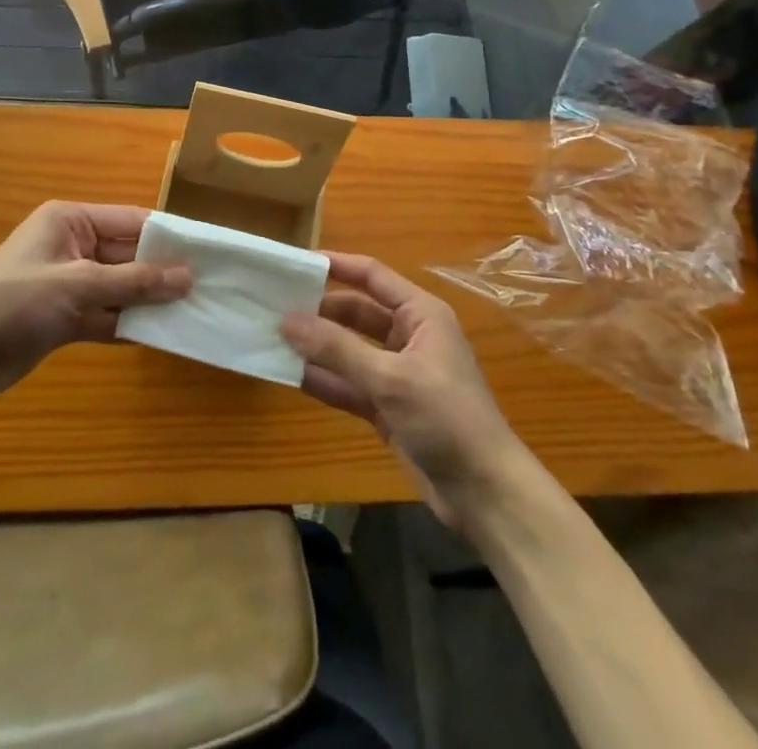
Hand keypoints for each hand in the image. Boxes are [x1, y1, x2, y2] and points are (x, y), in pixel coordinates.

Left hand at [0, 201, 189, 396]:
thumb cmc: (13, 301)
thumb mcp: (77, 285)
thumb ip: (133, 282)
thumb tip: (187, 276)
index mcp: (71, 221)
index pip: (131, 221)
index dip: (168, 236)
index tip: (207, 251)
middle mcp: (73, 246)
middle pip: (128, 255)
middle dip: (162, 272)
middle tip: (208, 286)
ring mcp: (69, 283)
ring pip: (120, 288)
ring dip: (149, 301)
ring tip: (195, 311)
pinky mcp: (65, 317)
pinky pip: (107, 315)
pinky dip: (130, 324)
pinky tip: (163, 335)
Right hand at [282, 254, 532, 527]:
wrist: (486, 494)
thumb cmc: (446, 418)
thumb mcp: (390, 379)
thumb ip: (337, 349)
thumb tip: (287, 319)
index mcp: (420, 314)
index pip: (372, 276)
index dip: (335, 265)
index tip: (295, 263)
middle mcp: (408, 336)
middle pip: (355, 312)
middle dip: (318, 310)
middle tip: (273, 306)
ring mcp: (396, 373)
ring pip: (348, 350)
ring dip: (316, 346)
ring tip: (272, 337)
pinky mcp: (387, 407)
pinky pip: (348, 384)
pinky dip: (323, 379)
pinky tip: (289, 375)